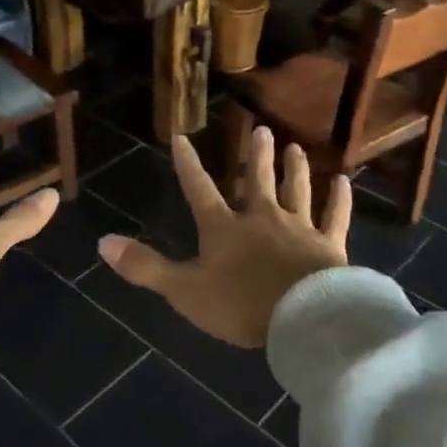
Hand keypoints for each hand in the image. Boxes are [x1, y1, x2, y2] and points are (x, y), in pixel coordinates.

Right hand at [98, 128, 349, 347]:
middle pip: (256, 180)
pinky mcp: (329, 246)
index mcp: (224, 228)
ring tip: (295, 147)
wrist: (302, 317)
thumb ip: (145, 266)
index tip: (181, 137)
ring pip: (295, 191)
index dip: (188, 165)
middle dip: (256, 155)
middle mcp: (260, 218)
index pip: (199, 189)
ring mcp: (298, 229)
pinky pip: (335, 218)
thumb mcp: (184, 290)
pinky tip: (345, 181)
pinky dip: (339, 200)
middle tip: (262, 129)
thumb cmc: (241, 305)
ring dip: (294, 168)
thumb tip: (101, 242)